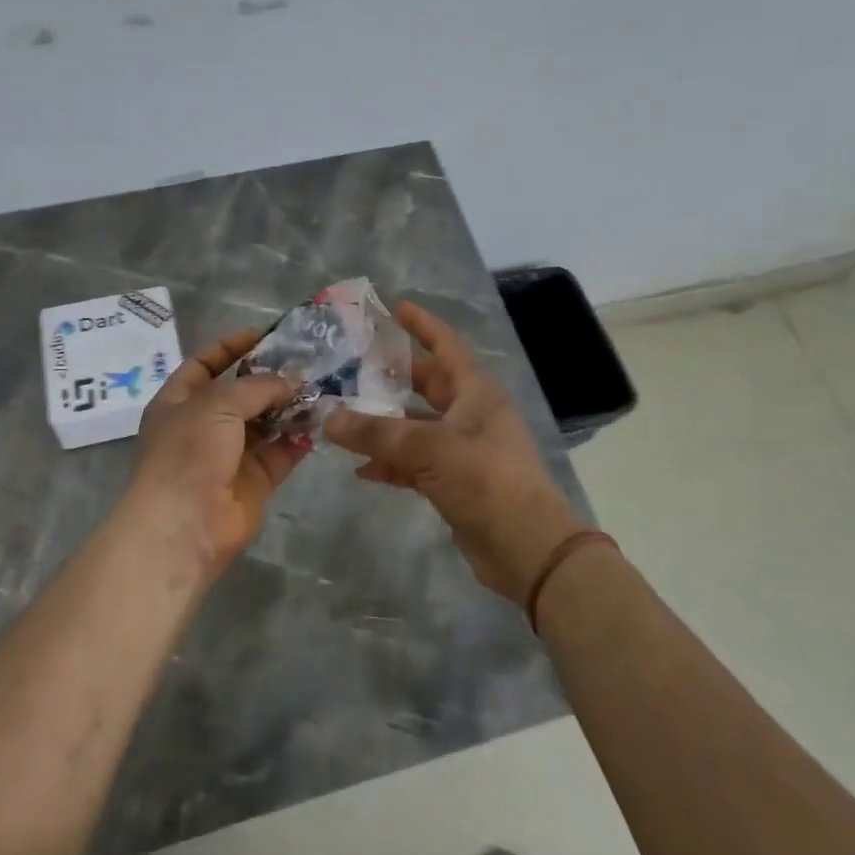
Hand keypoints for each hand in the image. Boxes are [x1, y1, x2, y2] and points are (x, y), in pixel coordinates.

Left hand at [125, 328, 309, 571]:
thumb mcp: (219, 403)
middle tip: (307, 362)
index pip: (205, 364)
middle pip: (240, 394)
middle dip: (270, 378)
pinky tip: (322, 420)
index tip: (265, 335)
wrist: (185, 524)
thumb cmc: (189, 451)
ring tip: (321, 387)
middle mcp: (203, 426)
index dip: (231, 347)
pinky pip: (281, 452)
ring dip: (290, 406)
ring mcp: (229, 455)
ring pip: (265, 423)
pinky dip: (300, 437)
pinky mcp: (254, 481)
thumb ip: (259, 386)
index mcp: (179, 402)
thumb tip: (294, 381)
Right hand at [324, 301, 583, 604]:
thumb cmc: (485, 479)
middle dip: (393, 376)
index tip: (397, 307)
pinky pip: (415, 463)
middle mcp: (470, 414)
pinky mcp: (455, 482)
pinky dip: (390, 463)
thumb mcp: (428, 448)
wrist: (526, 547)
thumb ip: (376, 433)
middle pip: (427, 385)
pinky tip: (360, 469)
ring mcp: (463, 450)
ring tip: (344, 418)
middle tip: (354, 365)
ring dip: (384, 425)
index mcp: (475, 392)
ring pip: (416, 427)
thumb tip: (329, 418)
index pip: (446, 346)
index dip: (423, 325)